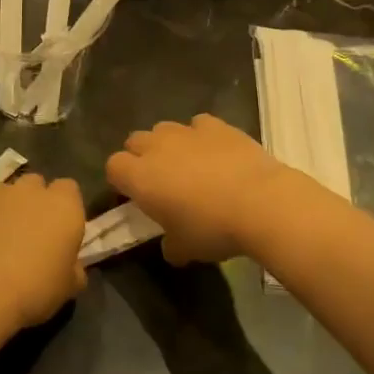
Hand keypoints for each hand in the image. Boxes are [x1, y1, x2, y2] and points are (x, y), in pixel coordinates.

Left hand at [0, 173, 85, 337]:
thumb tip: (73, 266)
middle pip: (37, 185)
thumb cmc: (35, 288)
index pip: (70, 189)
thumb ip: (75, 269)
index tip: (62, 231)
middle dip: (36, 201)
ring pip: (7, 194)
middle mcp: (31, 191)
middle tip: (34, 233)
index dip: (66, 207)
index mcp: (63, 205)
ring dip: (9, 210)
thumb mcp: (69, 286)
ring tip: (4, 241)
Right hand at [105, 114, 296, 264]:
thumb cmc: (212, 228)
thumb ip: (170, 245)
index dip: (121, 180)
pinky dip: (201, 136)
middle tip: (160, 180)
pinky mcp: (216, 125)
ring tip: (189, 164)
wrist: (260, 202)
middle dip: (141, 156)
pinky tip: (215, 152)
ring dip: (169, 144)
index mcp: (140, 177)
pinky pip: (198, 124)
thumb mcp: (185, 249)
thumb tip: (171, 245)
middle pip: (135, 141)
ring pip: (164, 129)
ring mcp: (187, 131)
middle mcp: (157, 147)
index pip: (113, 166)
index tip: (135, 196)